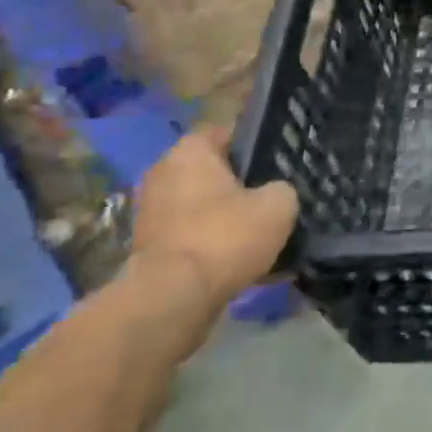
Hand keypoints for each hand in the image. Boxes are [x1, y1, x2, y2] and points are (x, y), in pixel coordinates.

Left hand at [124, 128, 298, 353]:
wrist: (173, 299)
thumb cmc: (226, 235)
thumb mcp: (279, 203)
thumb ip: (281, 189)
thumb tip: (275, 193)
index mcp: (189, 152)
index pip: (226, 133)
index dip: (255, 143)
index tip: (279, 160)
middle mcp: (162, 175)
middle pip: (213, 173)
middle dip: (242, 185)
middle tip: (275, 197)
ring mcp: (150, 215)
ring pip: (203, 208)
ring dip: (228, 219)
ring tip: (264, 235)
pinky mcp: (149, 251)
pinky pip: (194, 238)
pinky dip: (215, 247)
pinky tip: (247, 265)